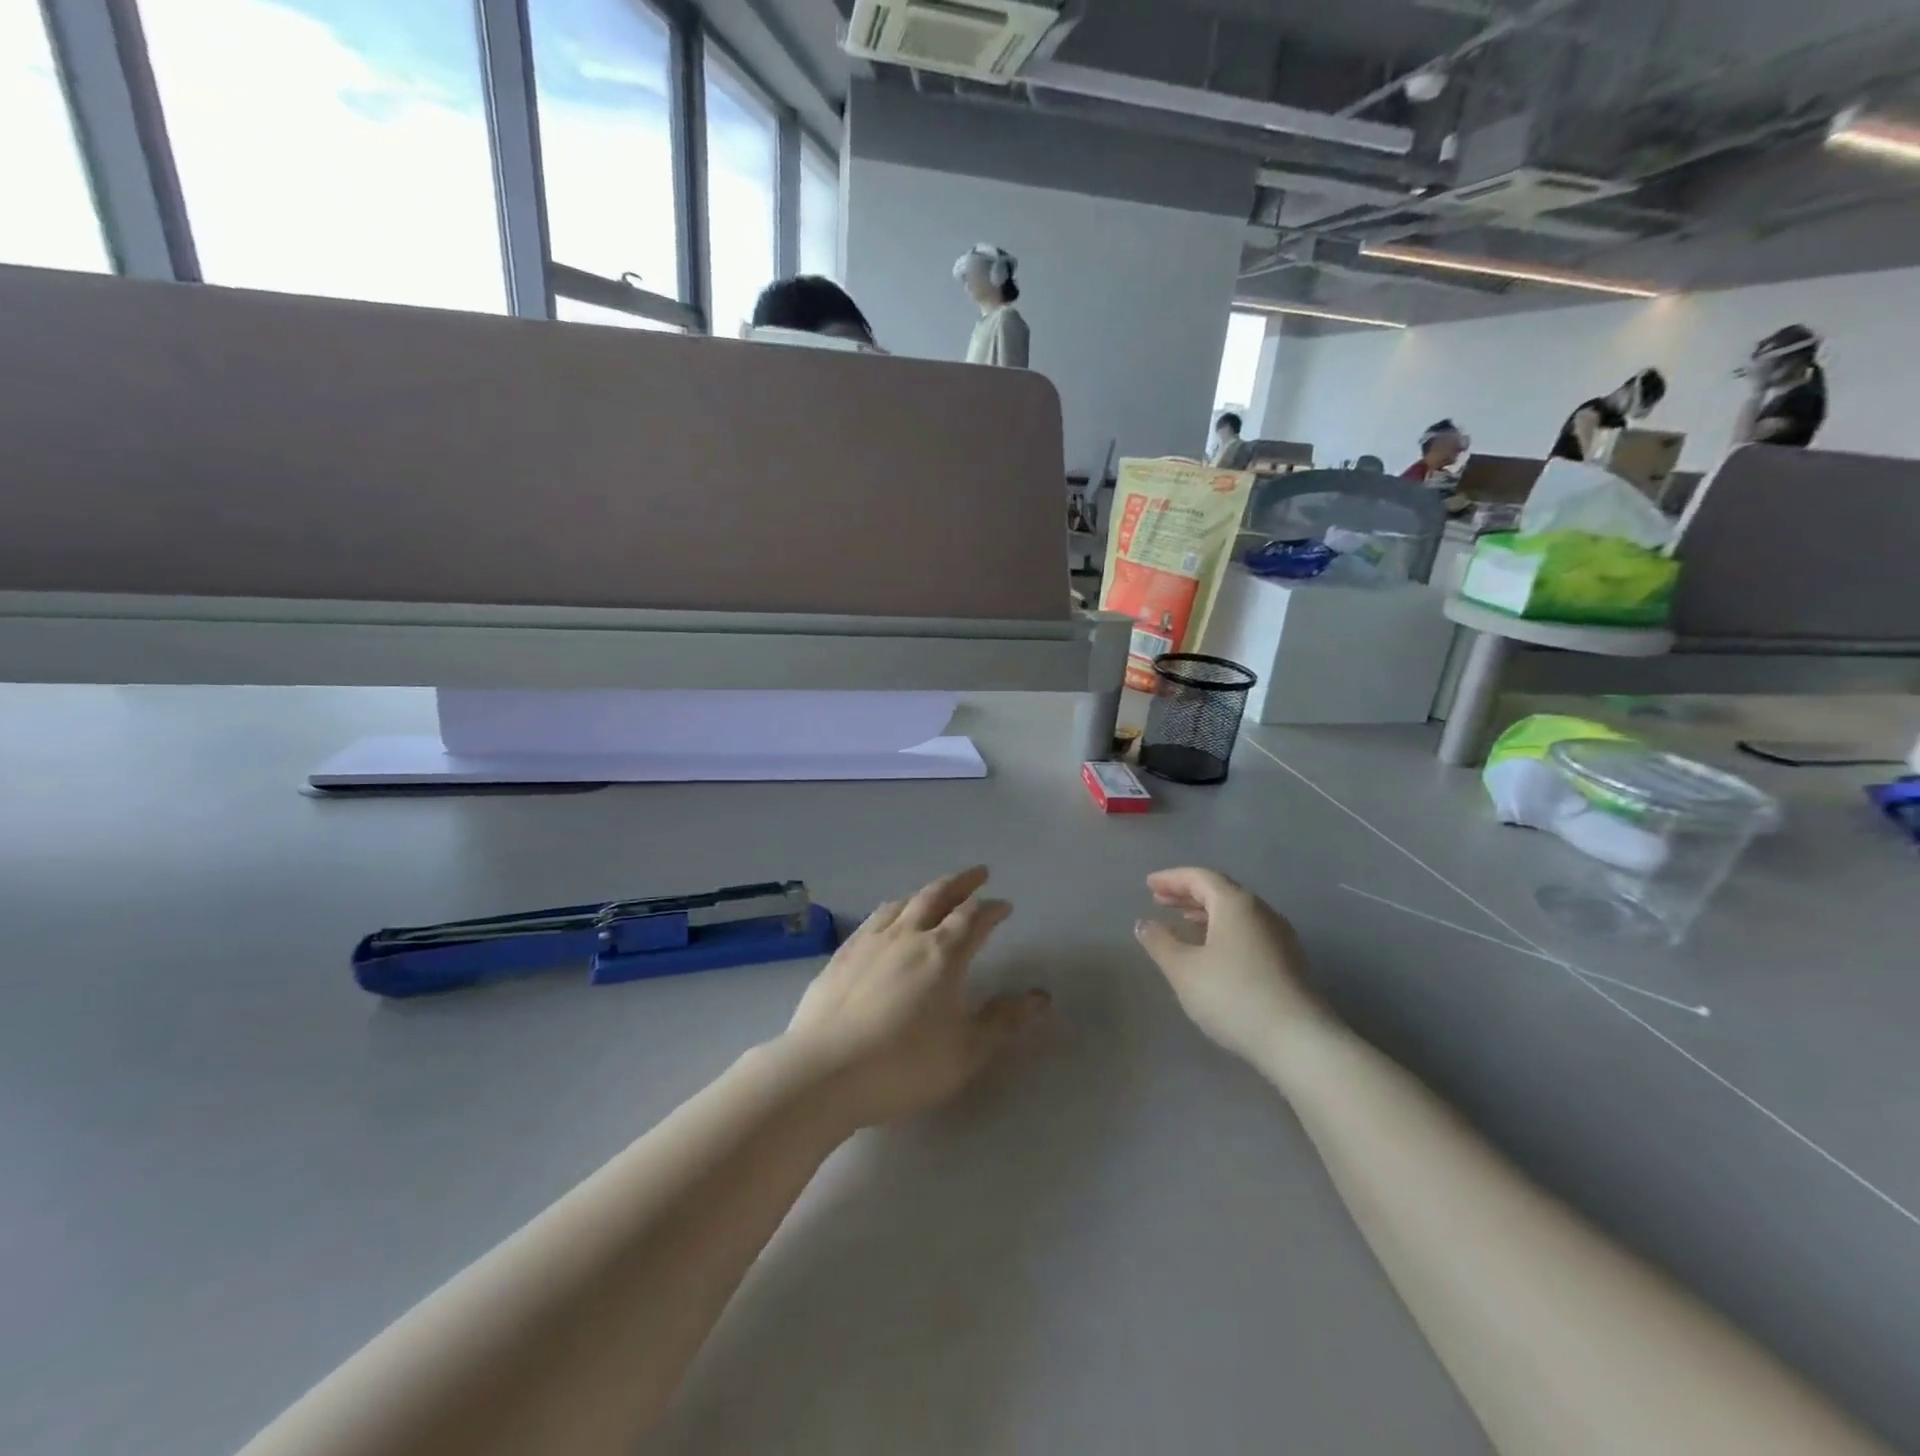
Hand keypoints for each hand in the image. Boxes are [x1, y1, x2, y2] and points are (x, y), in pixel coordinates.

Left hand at [781, 867, 1047, 1128]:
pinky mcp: (841, 956)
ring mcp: (869, 942)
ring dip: (925, 894)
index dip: (992, 908)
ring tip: (934, 895)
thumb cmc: (904, 1064)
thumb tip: (1040, 997)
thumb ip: (1004, 1020)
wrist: (824, 1072)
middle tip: (978, 874)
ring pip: (902, 903)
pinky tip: (886, 922)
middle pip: (937, 896)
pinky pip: (873, 920)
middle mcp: (907, 935)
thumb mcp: (966, 1050)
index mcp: (943, 953)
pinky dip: (891, 911)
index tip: (1004, 905)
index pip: (973, 918)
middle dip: (961, 883)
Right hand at [1134, 868, 1331, 1066]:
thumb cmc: (1232, 995)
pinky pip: (1247, 930)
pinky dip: (1223, 929)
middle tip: (1160, 900)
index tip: (1148, 885)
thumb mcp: (1183, 969)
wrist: (1297, 1041)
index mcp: (1235, 903)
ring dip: (1206, 912)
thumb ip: (1160, 942)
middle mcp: (1261, 911)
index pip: (1200, 877)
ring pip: (1236, 912)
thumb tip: (1144, 924)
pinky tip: (1211, 949)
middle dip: (1188, 893)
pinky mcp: (1287, 961)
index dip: (1171, 879)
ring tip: (1182, 921)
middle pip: (1220, 891)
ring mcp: (1279, 936)